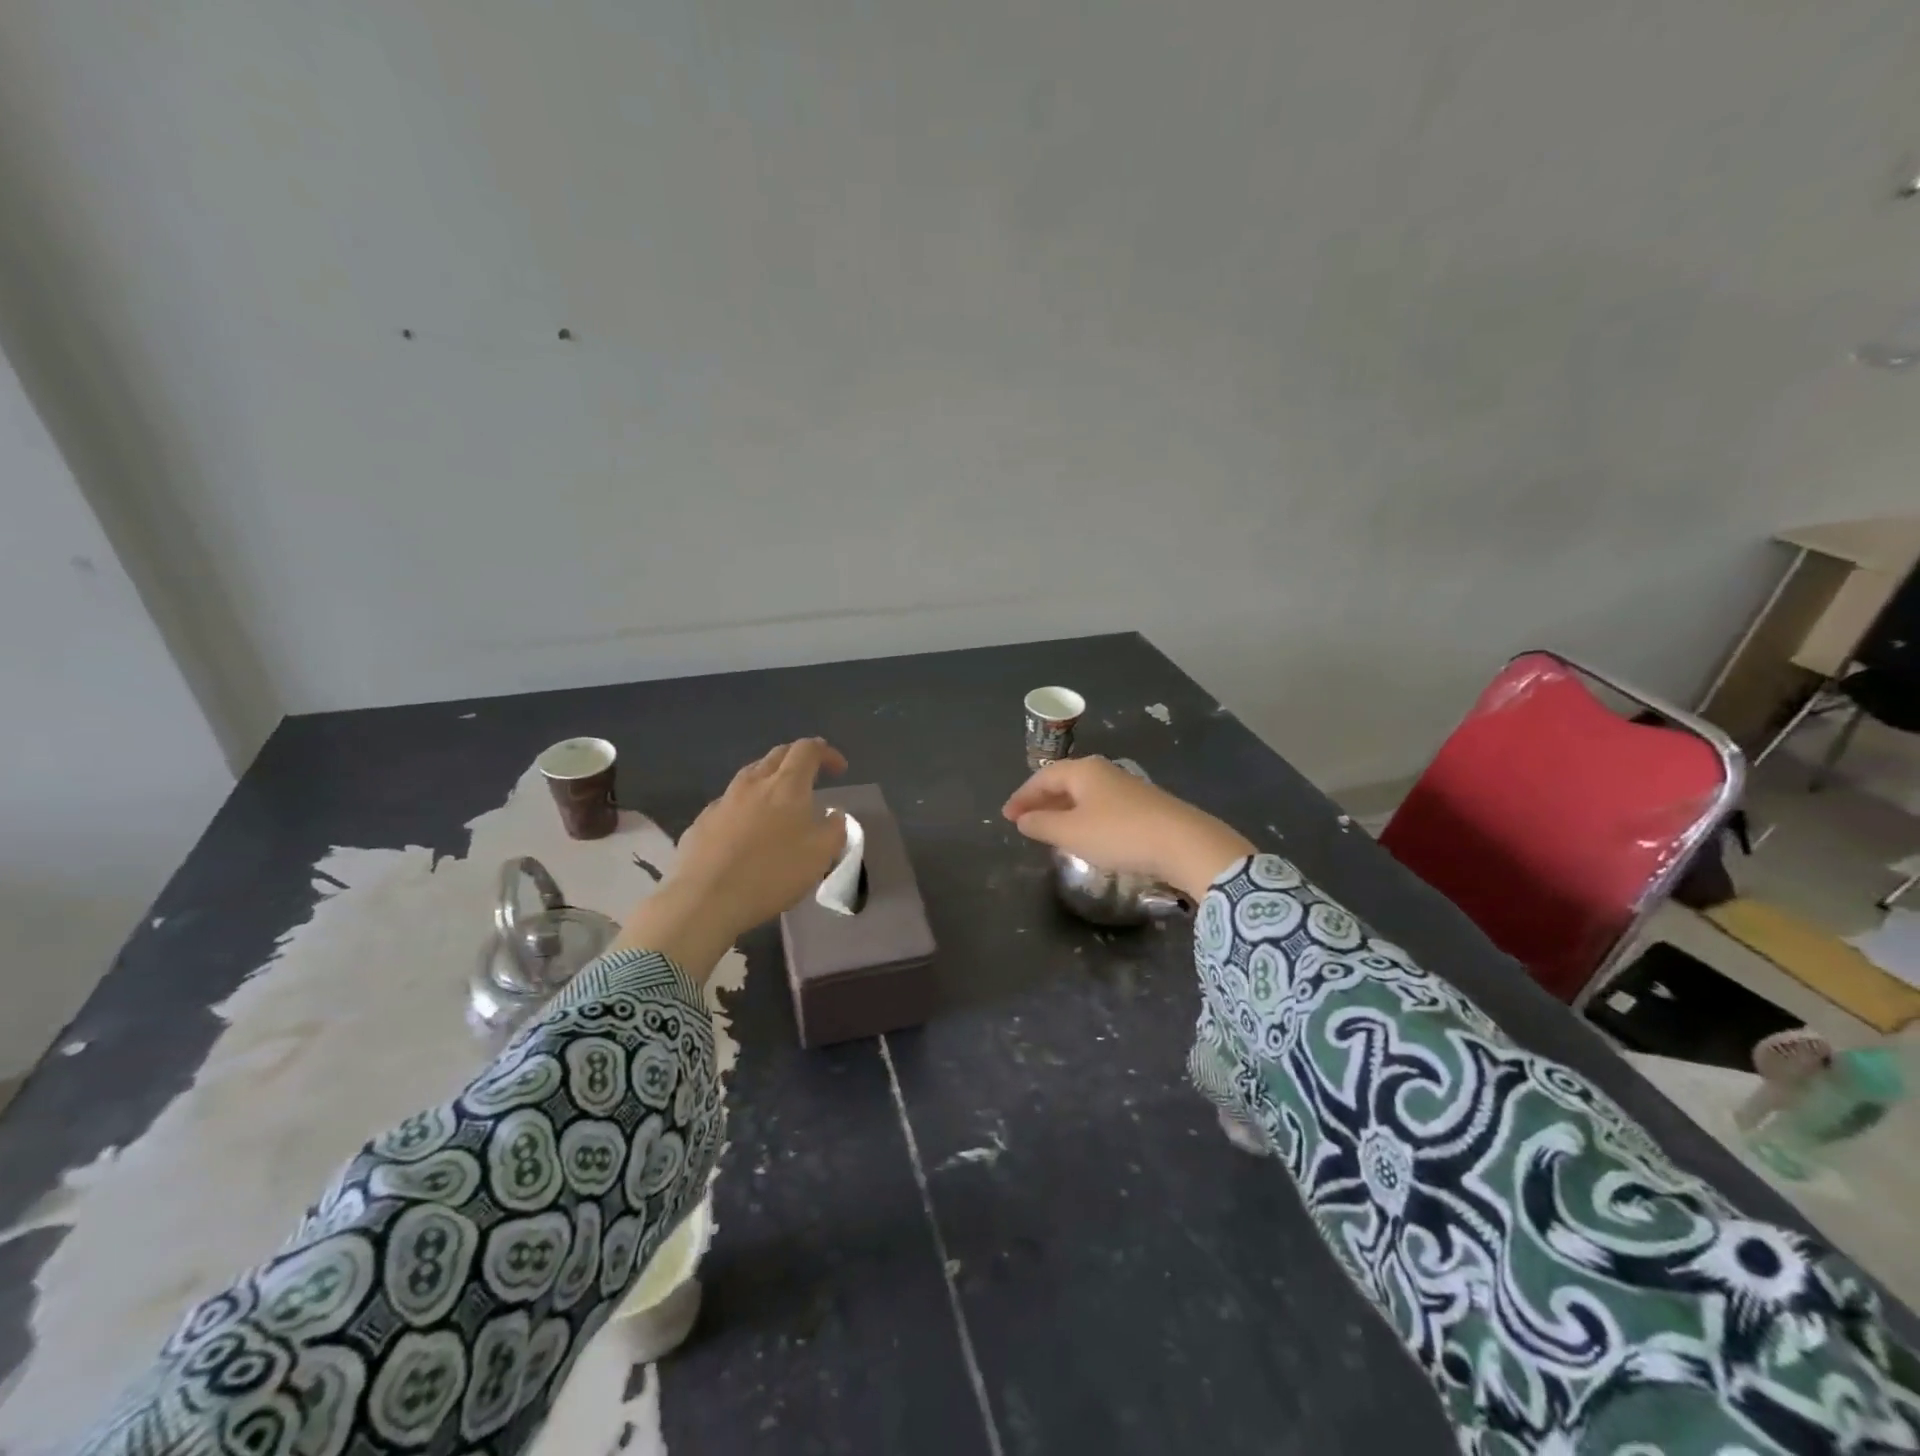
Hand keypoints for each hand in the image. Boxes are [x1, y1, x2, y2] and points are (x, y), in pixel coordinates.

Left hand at [617, 738, 847, 979]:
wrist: (705, 899)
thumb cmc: (772, 873)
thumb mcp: (821, 854)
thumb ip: (834, 828)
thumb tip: (833, 813)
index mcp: (786, 785)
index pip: (808, 749)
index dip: (826, 753)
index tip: (839, 770)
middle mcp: (753, 783)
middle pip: (777, 755)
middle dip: (798, 759)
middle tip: (812, 775)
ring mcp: (723, 801)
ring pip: (750, 776)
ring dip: (770, 779)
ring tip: (779, 801)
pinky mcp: (702, 822)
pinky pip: (730, 803)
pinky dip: (746, 806)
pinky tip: (747, 831)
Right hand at [1002, 757, 1253, 901]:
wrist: (1184, 843)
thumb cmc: (1119, 834)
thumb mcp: (1071, 833)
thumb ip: (1042, 824)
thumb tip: (1023, 819)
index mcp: (1083, 770)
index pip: (1043, 777)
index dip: (1022, 797)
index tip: (1007, 816)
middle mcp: (1104, 771)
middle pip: (1064, 782)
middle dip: (1041, 801)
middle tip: (1024, 821)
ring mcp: (1127, 787)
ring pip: (1084, 794)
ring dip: (1063, 809)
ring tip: (1050, 829)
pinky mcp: (1144, 805)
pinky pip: (1101, 806)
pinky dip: (1084, 817)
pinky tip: (1085, 834)